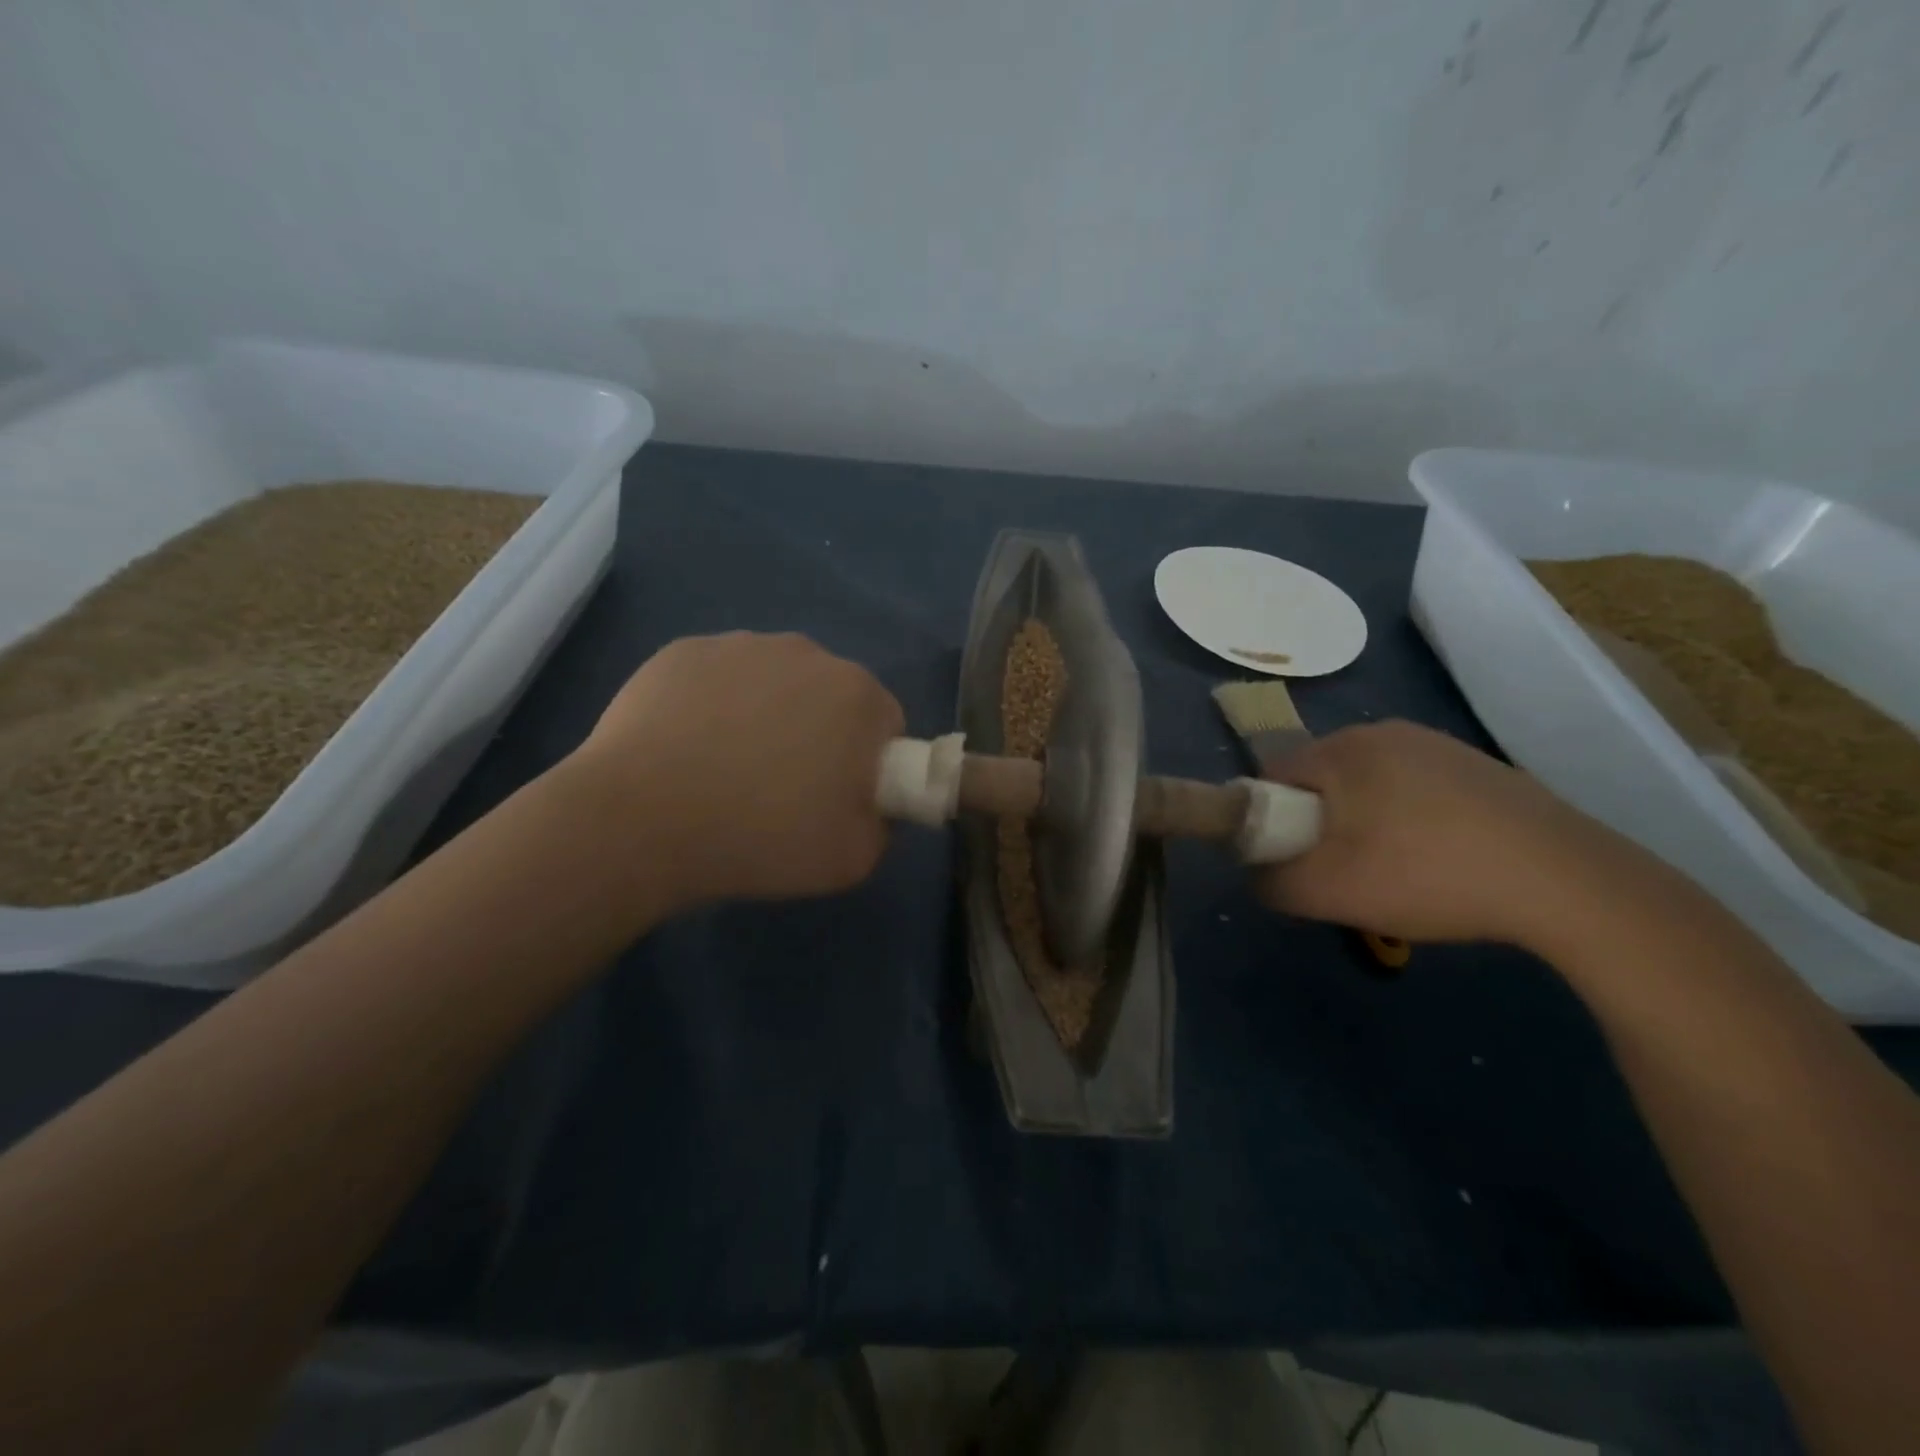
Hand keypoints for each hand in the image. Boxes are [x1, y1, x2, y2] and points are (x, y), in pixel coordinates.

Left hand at [564, 632, 904, 910]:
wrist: (638, 823)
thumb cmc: (759, 839)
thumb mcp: (853, 859)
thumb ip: (882, 823)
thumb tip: (868, 801)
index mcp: (857, 694)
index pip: (884, 724)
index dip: (867, 764)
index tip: (837, 797)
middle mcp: (806, 652)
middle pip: (830, 695)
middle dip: (820, 732)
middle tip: (783, 786)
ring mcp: (739, 645)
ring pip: (774, 680)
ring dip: (767, 713)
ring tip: (726, 768)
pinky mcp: (682, 651)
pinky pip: (719, 677)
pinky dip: (714, 704)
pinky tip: (687, 748)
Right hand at [1256, 720, 1623, 949]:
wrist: (1565, 881)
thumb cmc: (1427, 874)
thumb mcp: (1327, 892)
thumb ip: (1269, 881)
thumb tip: (1256, 872)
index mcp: (1342, 749)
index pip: (1272, 776)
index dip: (1268, 820)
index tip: (1292, 861)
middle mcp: (1384, 732)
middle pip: (1320, 779)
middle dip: (1317, 824)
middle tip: (1341, 872)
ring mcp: (1437, 744)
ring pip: (1367, 784)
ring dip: (1362, 823)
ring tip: (1393, 870)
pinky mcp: (1477, 766)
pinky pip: (1414, 788)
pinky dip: (1408, 819)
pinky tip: (1438, 859)